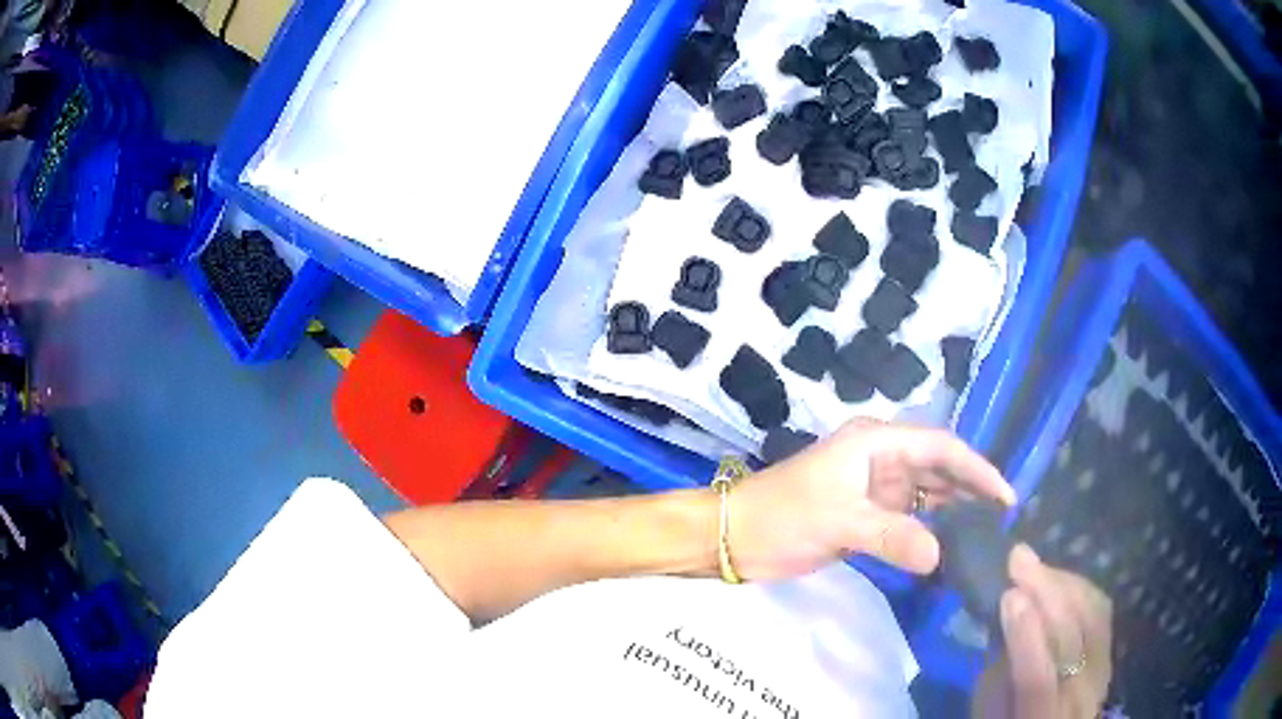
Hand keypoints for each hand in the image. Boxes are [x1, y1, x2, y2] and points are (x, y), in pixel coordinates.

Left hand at [727, 419, 1014, 579]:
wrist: (735, 536)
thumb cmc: (784, 515)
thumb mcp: (839, 521)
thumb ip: (892, 536)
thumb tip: (940, 557)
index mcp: (877, 443)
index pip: (941, 448)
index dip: (977, 468)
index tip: (1006, 496)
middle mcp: (881, 459)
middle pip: (938, 469)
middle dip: (971, 490)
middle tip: (1002, 520)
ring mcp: (874, 488)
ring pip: (925, 495)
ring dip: (952, 512)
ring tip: (985, 535)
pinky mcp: (865, 515)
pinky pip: (907, 519)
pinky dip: (927, 531)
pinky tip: (948, 548)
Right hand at [974, 545, 1113, 717]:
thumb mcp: (991, 718)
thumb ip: (996, 680)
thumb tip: (1004, 626)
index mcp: (1042, 717)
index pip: (1037, 678)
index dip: (1025, 635)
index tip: (1009, 595)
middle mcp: (1080, 695)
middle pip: (1073, 636)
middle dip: (1046, 592)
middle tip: (1018, 558)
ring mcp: (1102, 671)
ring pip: (1092, 615)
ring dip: (1063, 582)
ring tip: (1035, 564)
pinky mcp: (1111, 653)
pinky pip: (1102, 611)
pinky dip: (1080, 588)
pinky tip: (1060, 578)